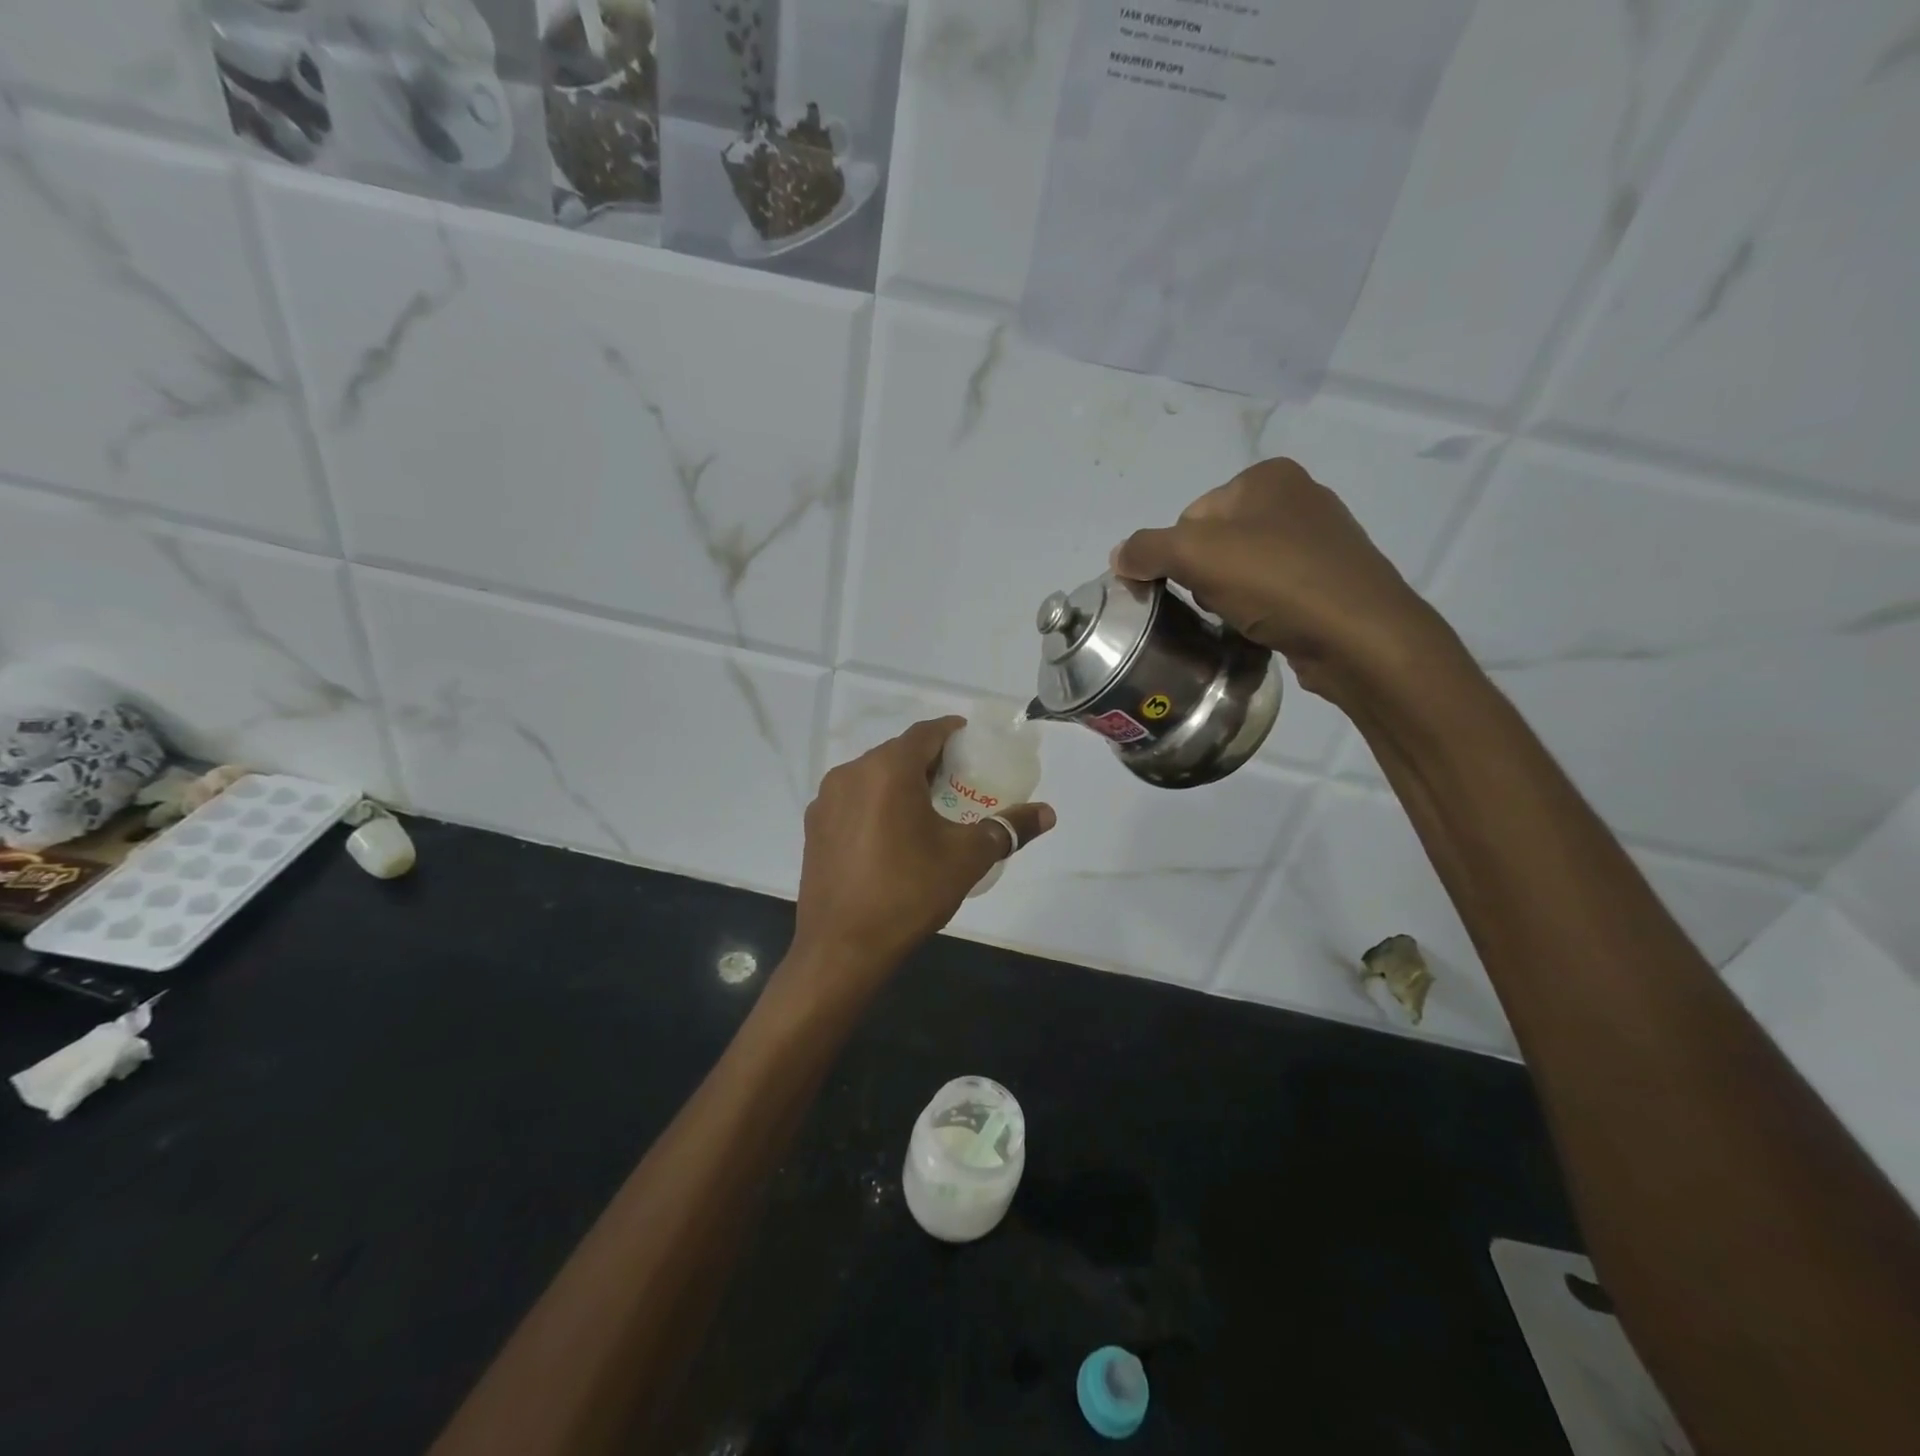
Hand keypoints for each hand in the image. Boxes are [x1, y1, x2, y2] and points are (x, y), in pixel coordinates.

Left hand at [789, 717, 1055, 989]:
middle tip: (956, 778)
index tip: (969, 740)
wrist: (842, 949)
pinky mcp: (813, 828)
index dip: (950, 732)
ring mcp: (826, 801)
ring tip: (926, 806)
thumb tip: (1048, 813)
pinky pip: (852, 800)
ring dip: (899, 782)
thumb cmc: (909, 893)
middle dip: (927, 759)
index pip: (924, 734)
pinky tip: (890, 833)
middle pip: (896, 753)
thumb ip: (1008, 828)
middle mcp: (850, 774)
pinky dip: (875, 803)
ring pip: (871, 776)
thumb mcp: (967, 858)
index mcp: (887, 770)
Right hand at [1114, 458, 1457, 704]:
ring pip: (1243, 570)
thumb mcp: (1196, 554)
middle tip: (1218, 604)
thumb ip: (1147, 550)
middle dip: (1205, 577)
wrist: (1360, 636)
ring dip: (1230, 596)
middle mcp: (1298, 497)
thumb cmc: (1277, 581)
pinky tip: (1264, 628)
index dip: (1179, 555)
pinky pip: (1274, 592)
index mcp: (1268, 476)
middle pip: (1216, 542)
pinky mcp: (1332, 580)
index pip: (1191, 515)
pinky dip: (1260, 610)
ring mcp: (1321, 540)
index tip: (1192, 586)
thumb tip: (1119, 556)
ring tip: (1243, 619)